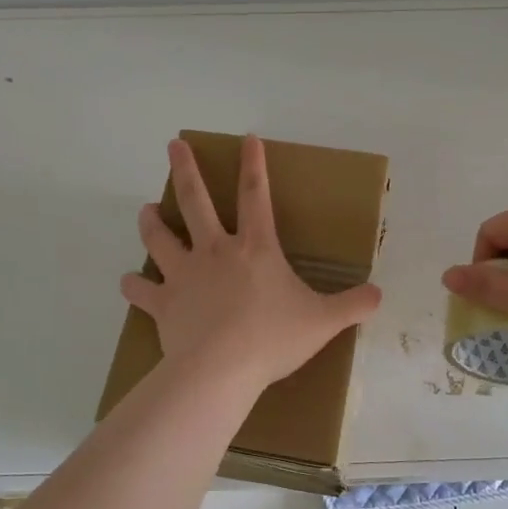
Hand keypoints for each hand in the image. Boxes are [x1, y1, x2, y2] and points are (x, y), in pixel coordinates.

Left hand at [122, 136, 382, 390]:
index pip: (255, 195)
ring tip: (145, 210)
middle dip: (185, 170)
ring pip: (160, 237)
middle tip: (173, 146)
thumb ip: (352, 306)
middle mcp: (214, 252)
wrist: (221, 370)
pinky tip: (129, 281)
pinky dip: (133, 284)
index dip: (253, 165)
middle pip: (195, 201)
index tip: (246, 138)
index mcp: (255, 249)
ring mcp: (184, 275)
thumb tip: (379, 295)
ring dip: (151, 221)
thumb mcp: (322, 322)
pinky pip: (142, 289)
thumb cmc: (273, 339)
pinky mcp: (163, 303)